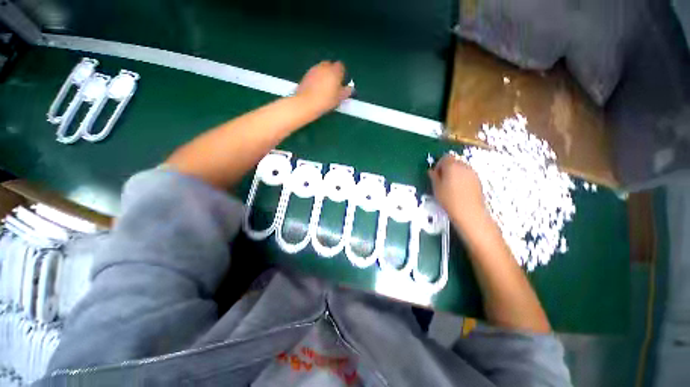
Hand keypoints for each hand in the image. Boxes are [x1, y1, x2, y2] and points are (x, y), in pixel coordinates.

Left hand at [295, 61, 352, 114]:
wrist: (306, 103)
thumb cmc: (326, 101)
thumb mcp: (339, 99)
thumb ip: (346, 92)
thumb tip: (350, 89)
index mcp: (334, 71)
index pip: (341, 66)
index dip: (342, 74)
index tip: (342, 82)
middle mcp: (324, 66)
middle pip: (330, 65)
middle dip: (333, 73)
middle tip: (334, 85)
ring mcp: (314, 69)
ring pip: (322, 69)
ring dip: (324, 75)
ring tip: (325, 88)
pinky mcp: (306, 74)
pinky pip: (314, 74)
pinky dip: (317, 79)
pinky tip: (317, 89)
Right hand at [428, 154, 488, 229]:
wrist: (469, 211)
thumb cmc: (449, 199)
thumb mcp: (436, 188)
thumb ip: (434, 177)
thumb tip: (432, 171)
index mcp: (452, 166)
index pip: (445, 157)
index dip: (439, 164)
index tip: (436, 174)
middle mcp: (464, 166)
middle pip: (454, 161)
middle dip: (447, 168)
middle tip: (442, 180)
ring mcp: (473, 173)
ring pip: (461, 168)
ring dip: (455, 173)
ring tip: (450, 186)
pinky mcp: (478, 180)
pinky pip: (467, 175)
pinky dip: (462, 179)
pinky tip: (459, 190)